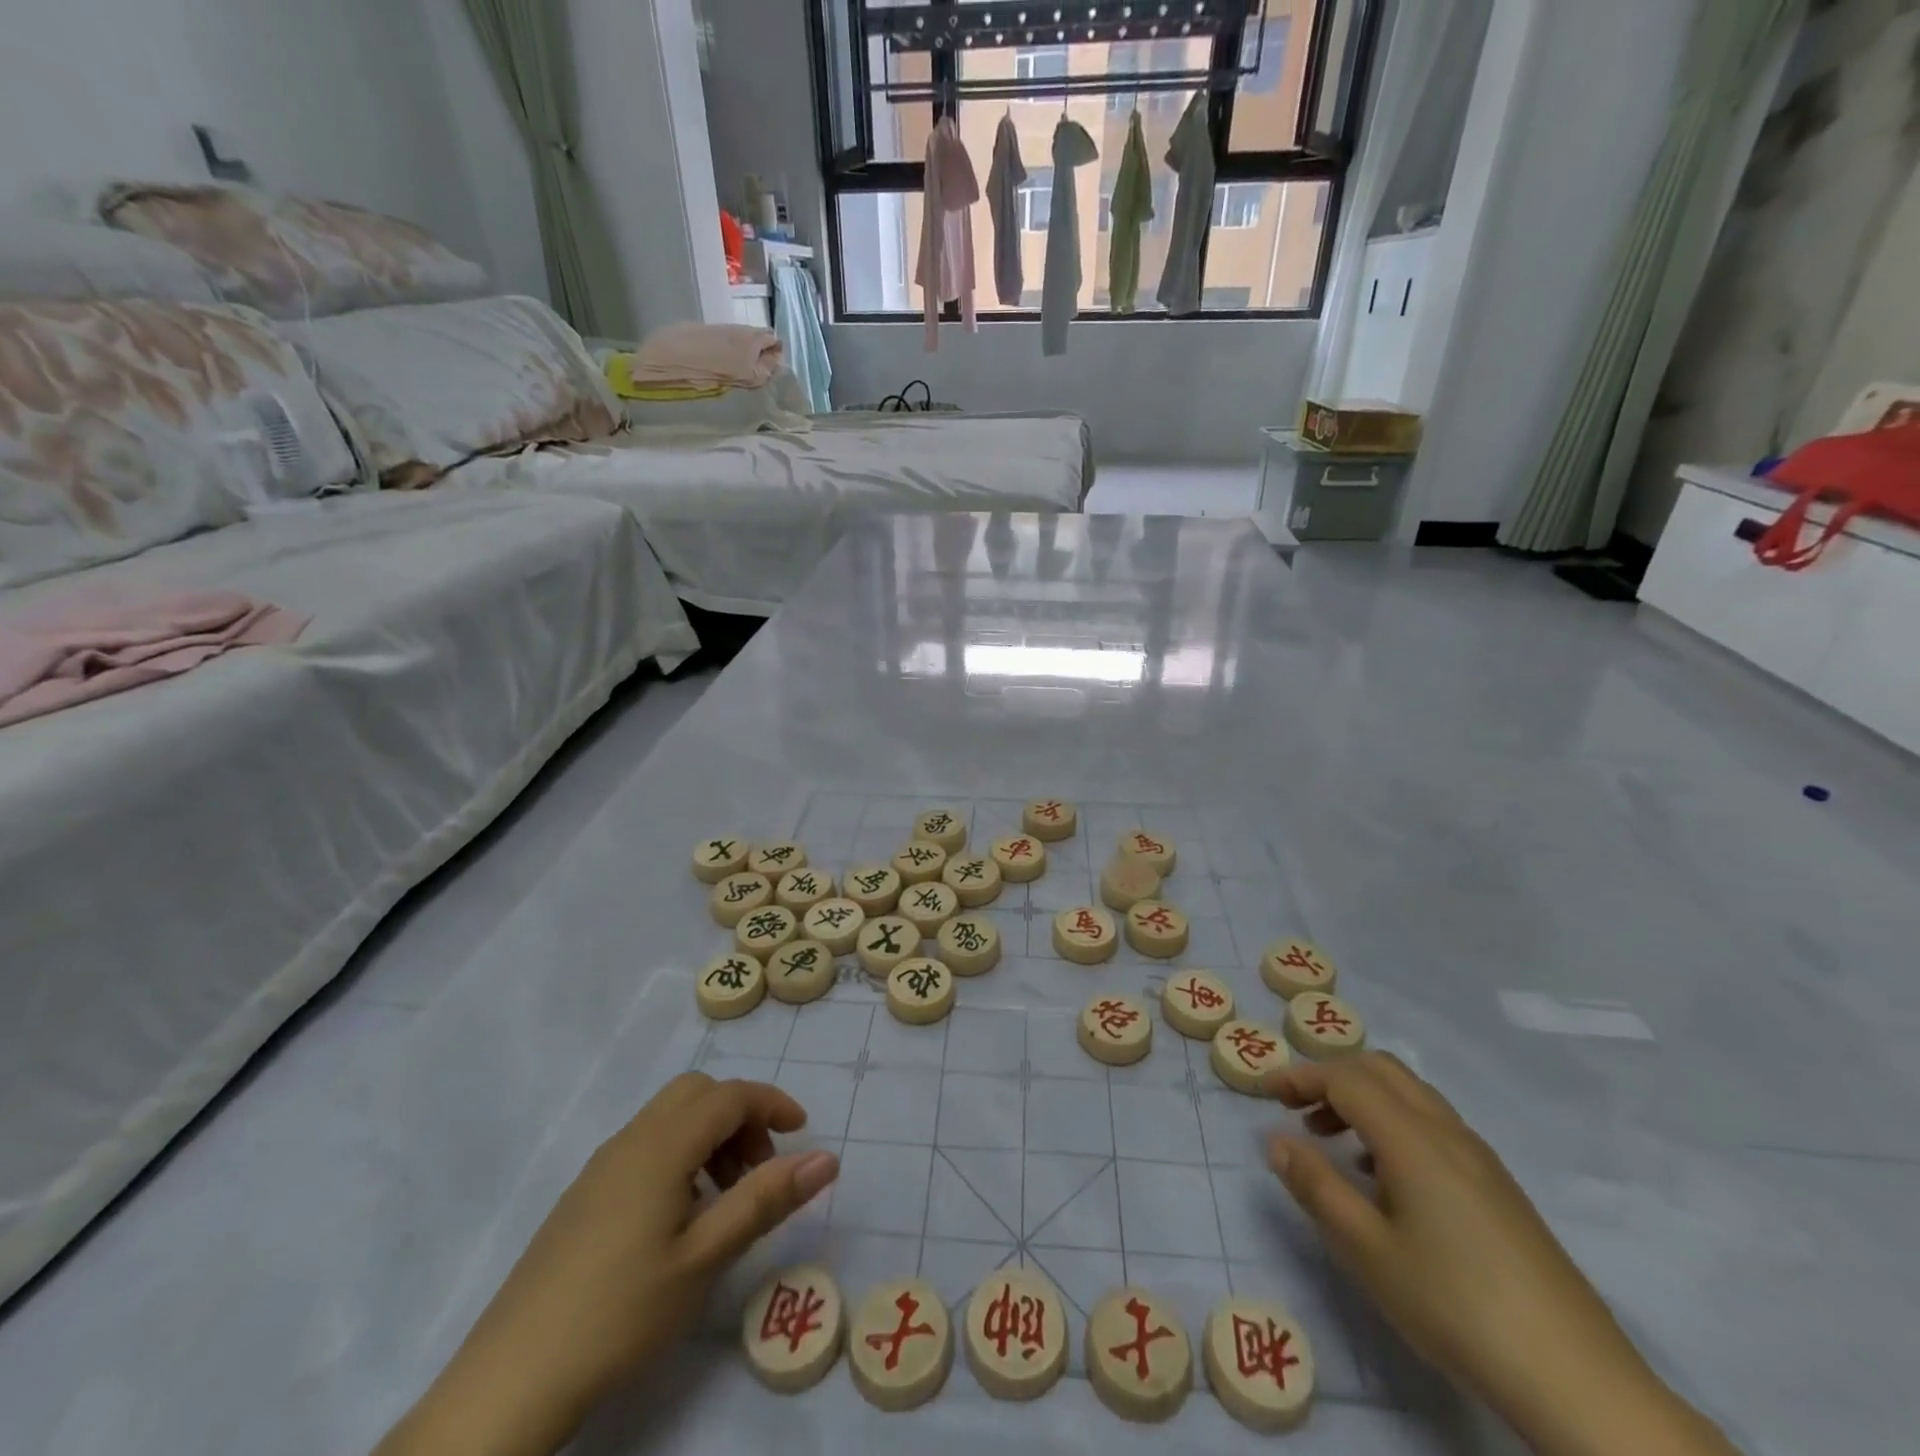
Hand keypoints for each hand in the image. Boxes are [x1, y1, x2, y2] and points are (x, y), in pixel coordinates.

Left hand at [377, 1074, 838, 1455]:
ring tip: (725, 1199)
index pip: (729, 1095)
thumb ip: (765, 1199)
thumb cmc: (620, 1312)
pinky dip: (680, 1155)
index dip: (772, 1103)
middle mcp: (630, 1141)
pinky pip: (646, 1146)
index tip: (803, 1132)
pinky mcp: (584, 1196)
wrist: (510, 1380)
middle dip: (739, 1116)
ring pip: (670, 1118)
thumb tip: (825, 1157)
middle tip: (759, 1169)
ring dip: (710, 1136)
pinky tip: (680, 1217)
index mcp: (661, 1146)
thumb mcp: (705, 1258)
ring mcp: (601, 1167)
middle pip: (697, 1092)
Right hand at [1264, 1054, 1735, 1455]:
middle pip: (1381, 1070)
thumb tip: (1275, 1139)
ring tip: (1333, 1143)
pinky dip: (1394, 1124)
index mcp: (1412, 1138)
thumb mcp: (1367, 1250)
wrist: (1577, 1379)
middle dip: (1332, 1077)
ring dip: (1364, 1100)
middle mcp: (1447, 1131)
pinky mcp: (1499, 1186)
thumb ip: (1315, 1186)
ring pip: (1410, 1095)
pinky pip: (1433, 1125)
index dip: (1301, 1077)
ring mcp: (1480, 1157)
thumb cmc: (1455, 1305)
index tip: (1266, 1093)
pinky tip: (1385, 1179)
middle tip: (1297, 1110)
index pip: (1346, 1078)